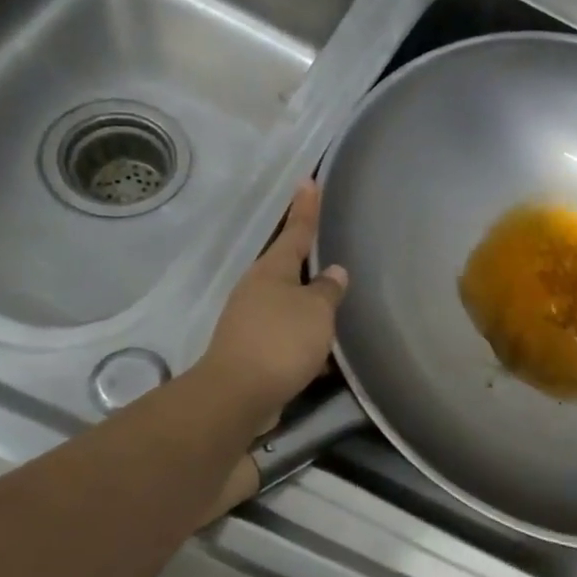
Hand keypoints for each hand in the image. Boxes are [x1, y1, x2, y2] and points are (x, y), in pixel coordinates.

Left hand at [201, 181, 347, 426]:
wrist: (239, 394)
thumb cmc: (281, 341)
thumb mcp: (316, 311)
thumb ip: (328, 291)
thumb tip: (333, 273)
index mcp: (271, 271)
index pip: (295, 232)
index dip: (305, 208)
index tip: (308, 181)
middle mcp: (258, 290)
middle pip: (287, 268)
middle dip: (307, 260)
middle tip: (329, 245)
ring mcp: (253, 321)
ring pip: (290, 305)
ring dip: (310, 306)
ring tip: (337, 306)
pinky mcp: (255, 351)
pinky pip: (289, 336)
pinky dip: (307, 340)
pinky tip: (328, 355)